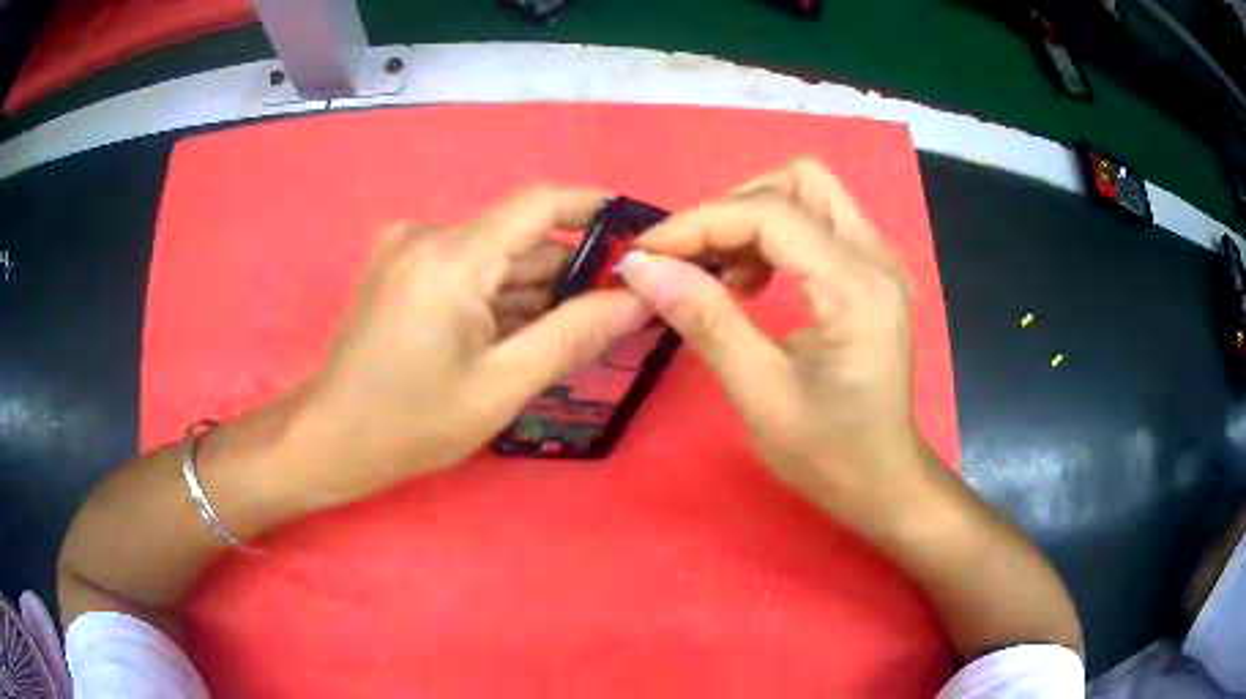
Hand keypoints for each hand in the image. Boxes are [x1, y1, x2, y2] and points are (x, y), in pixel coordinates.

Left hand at [289, 186, 648, 508]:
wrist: (330, 438)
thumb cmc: (411, 424)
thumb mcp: (501, 386)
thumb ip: (573, 335)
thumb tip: (636, 298)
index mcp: (451, 259)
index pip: (539, 204)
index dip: (594, 209)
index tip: (638, 232)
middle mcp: (428, 236)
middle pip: (519, 237)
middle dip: (568, 271)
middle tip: (613, 311)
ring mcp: (409, 250)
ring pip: (494, 256)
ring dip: (533, 290)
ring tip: (568, 334)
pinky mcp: (401, 267)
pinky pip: (467, 269)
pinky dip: (498, 297)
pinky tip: (515, 336)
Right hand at [618, 159, 928, 531]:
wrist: (883, 481)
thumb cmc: (827, 454)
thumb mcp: (760, 395)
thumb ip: (706, 321)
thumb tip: (643, 268)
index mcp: (856, 290)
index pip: (771, 215)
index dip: (700, 223)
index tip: (647, 254)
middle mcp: (877, 259)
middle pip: (800, 182)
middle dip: (735, 208)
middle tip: (694, 259)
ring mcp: (881, 262)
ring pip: (810, 195)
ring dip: (754, 218)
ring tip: (722, 273)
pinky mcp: (873, 274)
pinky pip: (819, 223)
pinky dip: (775, 236)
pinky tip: (752, 282)